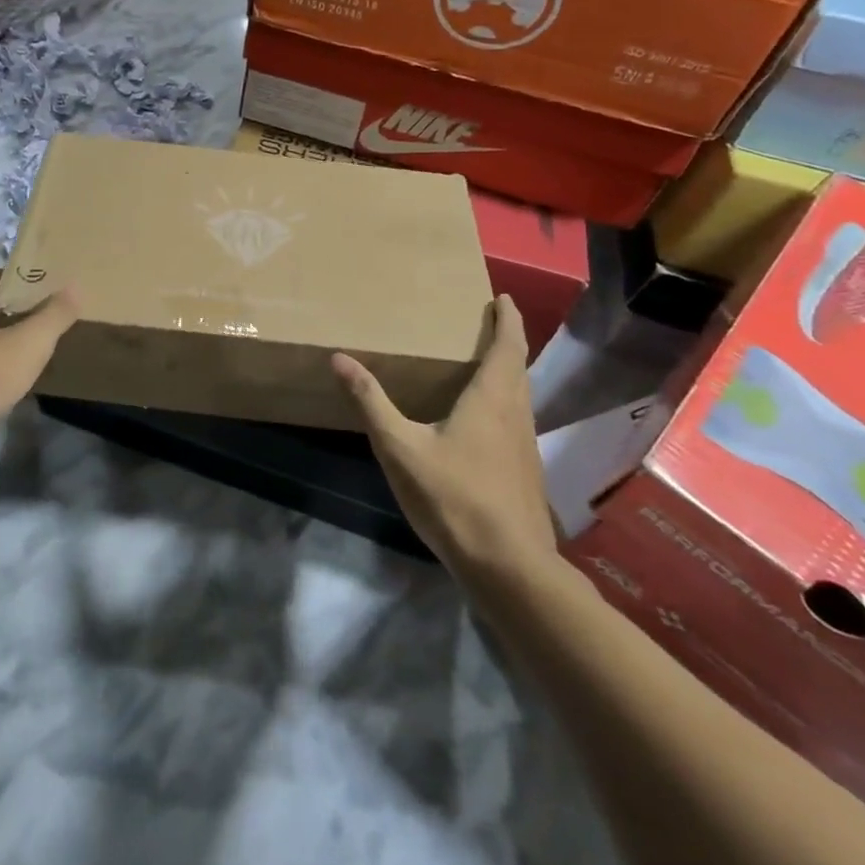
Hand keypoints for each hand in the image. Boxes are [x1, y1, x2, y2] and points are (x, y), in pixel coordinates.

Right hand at [332, 295, 556, 581]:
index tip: (503, 298)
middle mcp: (516, 414)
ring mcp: (525, 445)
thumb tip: (339, 358)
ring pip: (520, 395)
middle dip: (507, 341)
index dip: (508, 319)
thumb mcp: (400, 447)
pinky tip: (481, 421)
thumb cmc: (453, 497)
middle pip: (518, 367)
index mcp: (492, 399)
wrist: (508, 566)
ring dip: (507, 372)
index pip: (508, 346)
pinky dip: (504, 401)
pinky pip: (516, 419)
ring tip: (482, 363)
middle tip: (489, 323)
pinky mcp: (524, 471)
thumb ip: (370, 401)